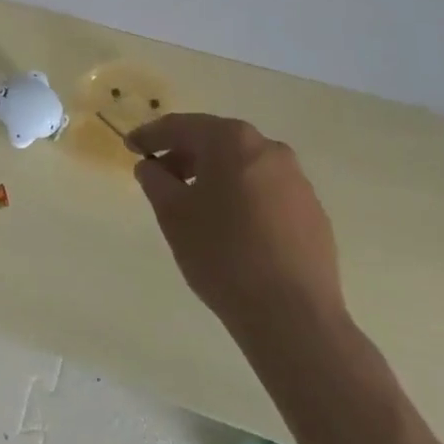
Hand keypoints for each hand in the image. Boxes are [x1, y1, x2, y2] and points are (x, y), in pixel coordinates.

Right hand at [129, 114, 346, 344]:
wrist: (293, 317)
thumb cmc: (223, 254)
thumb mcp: (173, 215)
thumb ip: (155, 181)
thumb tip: (151, 166)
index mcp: (232, 140)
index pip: (181, 126)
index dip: (151, 135)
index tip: (130, 146)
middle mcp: (269, 149)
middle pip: (216, 142)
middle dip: (184, 156)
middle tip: (160, 177)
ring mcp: (297, 181)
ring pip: (244, 167)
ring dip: (215, 177)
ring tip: (194, 205)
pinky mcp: (313, 213)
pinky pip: (267, 193)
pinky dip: (243, 198)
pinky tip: (232, 229)